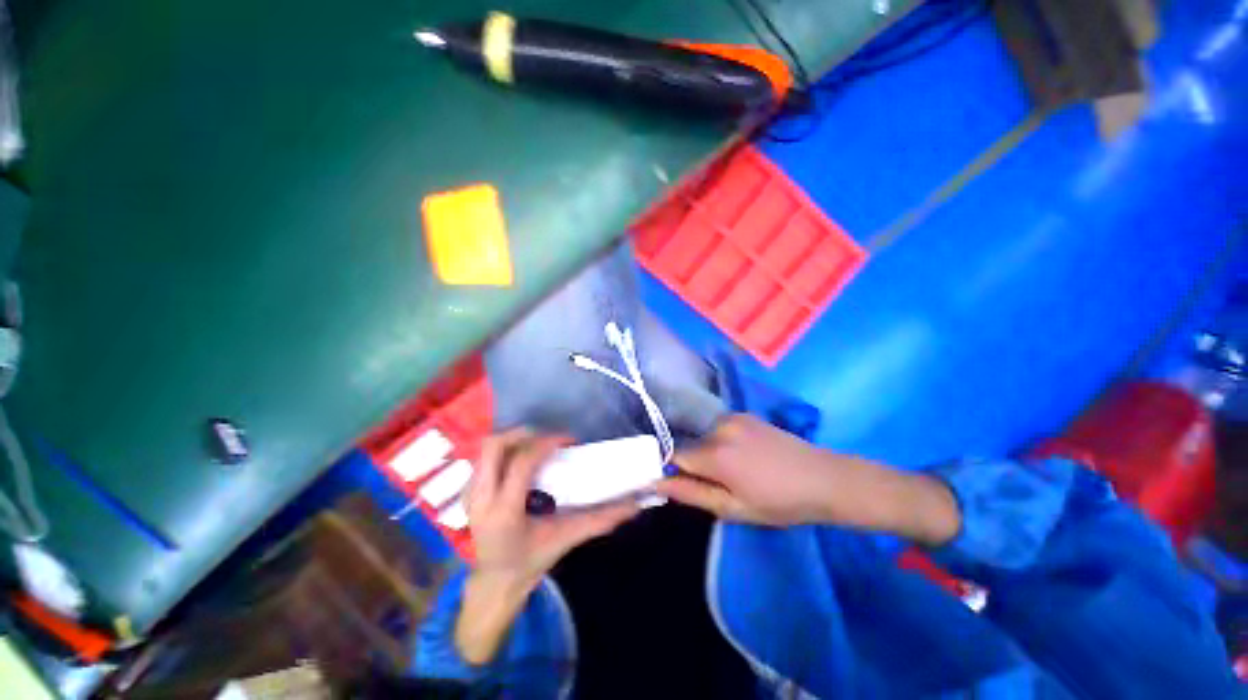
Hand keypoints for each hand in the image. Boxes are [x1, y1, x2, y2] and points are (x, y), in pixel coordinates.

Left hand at [455, 428, 637, 664]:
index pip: (522, 463)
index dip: (546, 443)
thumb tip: (633, 506)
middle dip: (523, 433)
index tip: (568, 440)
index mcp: (505, 512)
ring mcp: (469, 494)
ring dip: (513, 439)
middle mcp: (482, 498)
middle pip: (494, 446)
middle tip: (548, 438)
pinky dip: (504, 449)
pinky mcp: (468, 491)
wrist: (495, 581)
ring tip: (537, 445)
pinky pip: (483, 457)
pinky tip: (521, 459)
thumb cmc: (531, 560)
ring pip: (486, 448)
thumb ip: (599, 521)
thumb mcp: (566, 539)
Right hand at [655, 414, 959, 542]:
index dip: (672, 470)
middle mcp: (718, 427)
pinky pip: (719, 428)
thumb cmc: (779, 502)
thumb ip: (690, 494)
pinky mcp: (744, 414)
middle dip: (694, 464)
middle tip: (718, 484)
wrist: (824, 479)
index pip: (673, 455)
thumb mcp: (733, 508)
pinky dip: (721, 441)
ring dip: (708, 452)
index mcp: (715, 453)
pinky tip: (745, 455)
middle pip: (689, 445)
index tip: (680, 485)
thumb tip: (655, 484)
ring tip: (735, 470)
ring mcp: (733, 417)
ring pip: (704, 436)